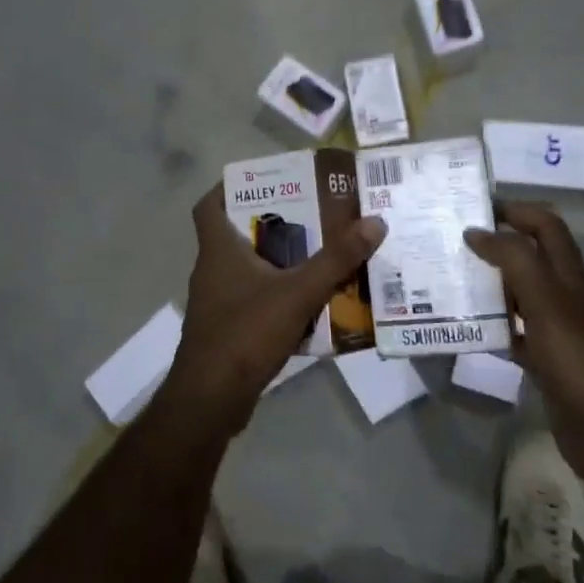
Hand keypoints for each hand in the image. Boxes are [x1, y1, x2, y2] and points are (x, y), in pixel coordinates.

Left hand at [154, 185, 386, 440]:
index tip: (265, 181)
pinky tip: (311, 302)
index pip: (209, 205)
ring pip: (250, 269)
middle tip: (312, 215)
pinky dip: (279, 295)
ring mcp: (218, 303)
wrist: (211, 400)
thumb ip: (335, 260)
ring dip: (280, 261)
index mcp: (218, 250)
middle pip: (238, 234)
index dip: (230, 187)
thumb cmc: (245, 333)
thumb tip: (374, 222)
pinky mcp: (227, 330)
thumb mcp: (297, 292)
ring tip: (320, 253)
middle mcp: (212, 270)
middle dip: (274, 224)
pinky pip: (256, 300)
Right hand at [464, 203, 583, 495]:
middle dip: (492, 245)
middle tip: (448, 244)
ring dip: (485, 284)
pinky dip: (488, 325)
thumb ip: (513, 259)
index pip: (544, 225)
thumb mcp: (546, 299)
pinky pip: (511, 331)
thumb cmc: (578, 357)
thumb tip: (477, 231)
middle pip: (527, 256)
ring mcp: (554, 329)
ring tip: (445, 280)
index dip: (514, 210)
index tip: (473, 208)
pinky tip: (462, 327)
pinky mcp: (544, 360)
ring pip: (515, 294)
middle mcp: (562, 295)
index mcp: (568, 274)